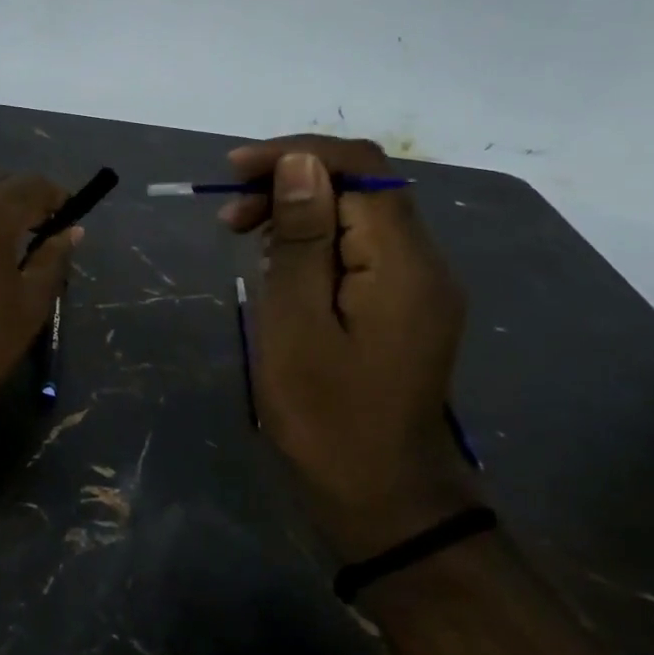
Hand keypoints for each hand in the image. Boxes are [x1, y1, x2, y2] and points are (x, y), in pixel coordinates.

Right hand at [223, 136, 481, 559]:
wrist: (383, 499)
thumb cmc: (327, 418)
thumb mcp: (296, 325)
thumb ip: (302, 239)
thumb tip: (299, 163)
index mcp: (403, 262)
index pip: (357, 168)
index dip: (294, 154)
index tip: (234, 172)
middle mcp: (423, 261)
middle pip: (360, 186)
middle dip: (291, 183)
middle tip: (230, 216)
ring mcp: (418, 285)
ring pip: (358, 216)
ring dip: (299, 212)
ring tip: (244, 236)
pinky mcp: (404, 305)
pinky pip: (361, 250)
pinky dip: (315, 243)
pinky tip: (279, 266)